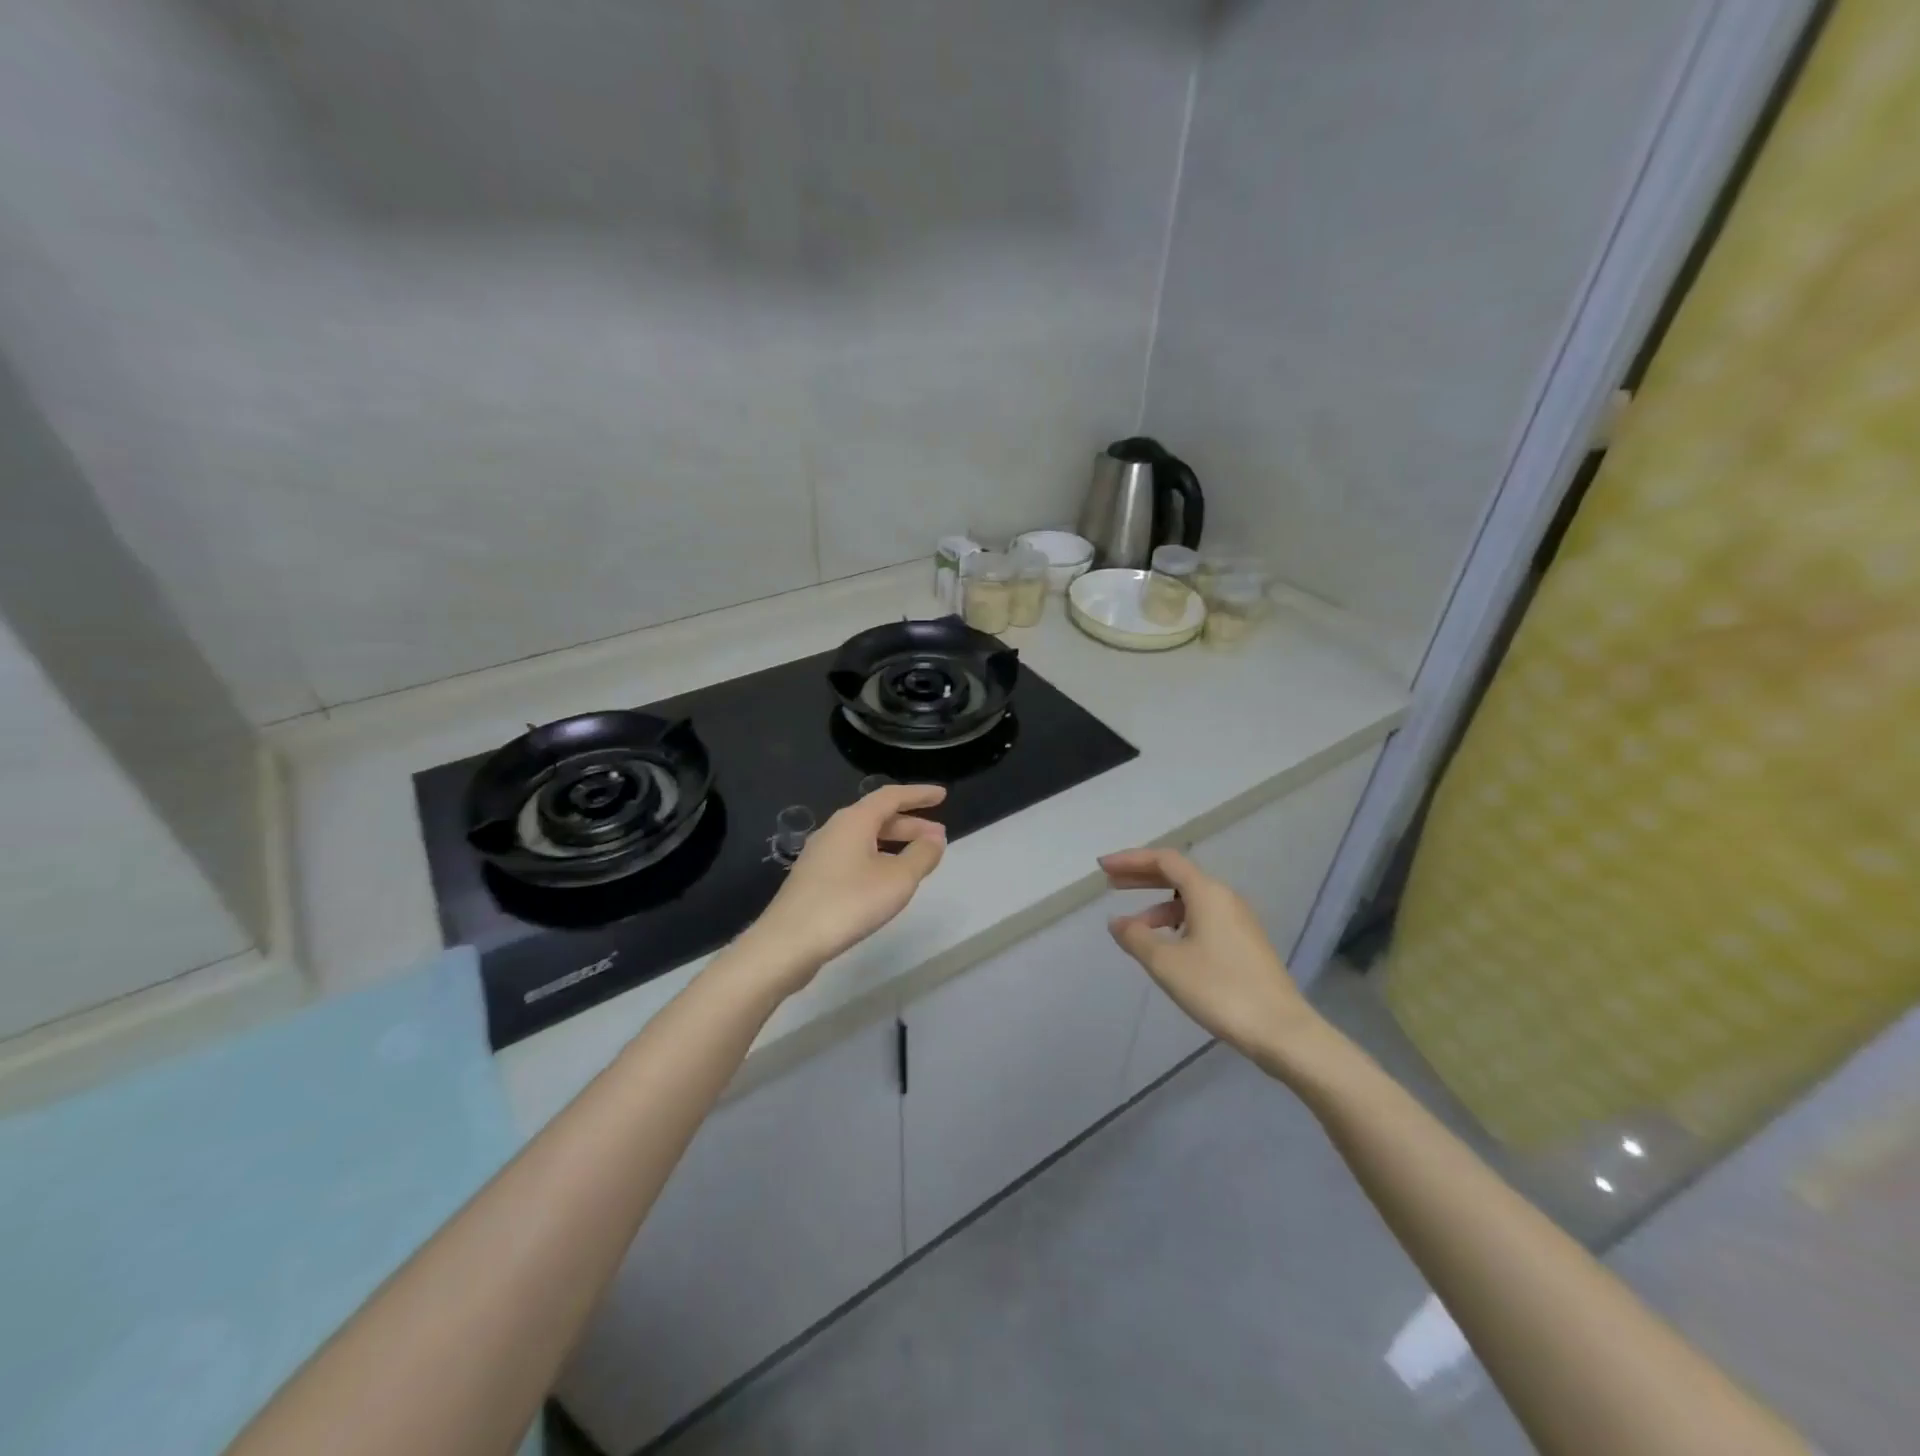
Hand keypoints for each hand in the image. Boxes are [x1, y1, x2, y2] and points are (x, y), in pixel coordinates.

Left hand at [741, 785, 947, 992]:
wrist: (788, 942)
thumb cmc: (848, 903)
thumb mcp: (897, 879)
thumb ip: (921, 855)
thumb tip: (935, 838)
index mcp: (854, 821)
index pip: (891, 796)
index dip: (918, 795)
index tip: (942, 795)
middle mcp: (834, 830)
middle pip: (877, 817)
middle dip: (910, 824)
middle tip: (938, 836)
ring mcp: (820, 855)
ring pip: (864, 838)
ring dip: (894, 843)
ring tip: (917, 859)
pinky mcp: (814, 879)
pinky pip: (853, 857)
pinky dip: (877, 858)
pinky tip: (885, 881)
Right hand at [1100, 847, 1326, 1075]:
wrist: (1281, 1030)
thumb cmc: (1219, 989)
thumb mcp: (1166, 963)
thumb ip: (1136, 938)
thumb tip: (1117, 922)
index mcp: (1207, 892)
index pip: (1164, 860)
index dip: (1131, 860)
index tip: (1103, 867)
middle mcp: (1225, 897)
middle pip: (1177, 875)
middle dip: (1142, 877)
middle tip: (1111, 884)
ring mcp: (1238, 920)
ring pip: (1190, 900)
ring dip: (1158, 905)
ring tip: (1133, 926)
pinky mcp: (1244, 943)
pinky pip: (1203, 917)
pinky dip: (1177, 921)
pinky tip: (1166, 945)